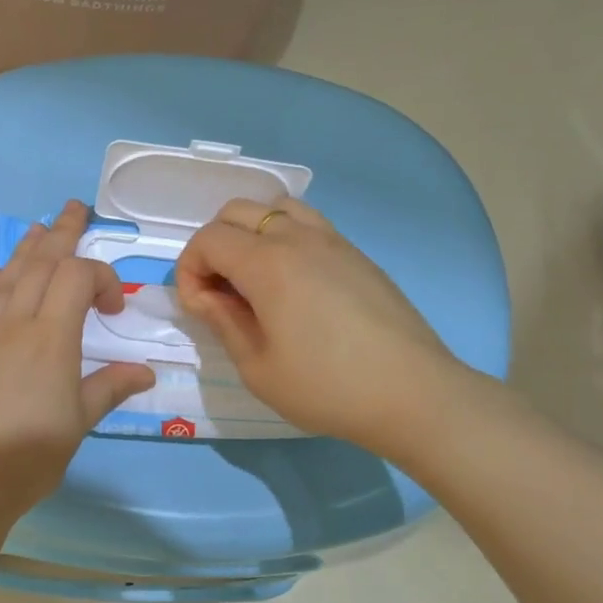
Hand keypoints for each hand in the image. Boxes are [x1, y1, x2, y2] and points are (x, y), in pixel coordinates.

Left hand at [0, 201, 155, 512]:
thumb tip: (145, 371)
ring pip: (8, 275)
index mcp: (51, 338)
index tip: (115, 307)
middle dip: (62, 233)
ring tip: (40, 228)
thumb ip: (109, 388)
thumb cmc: (29, 454)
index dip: (101, 278)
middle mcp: (15, 322)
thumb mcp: (78, 422)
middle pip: (41, 263)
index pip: (76, 277)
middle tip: (76, 208)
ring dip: (27, 248)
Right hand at [174, 196, 483, 457]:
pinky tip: (293, 285)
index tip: (200, 309)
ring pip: (275, 208)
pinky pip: (308, 224)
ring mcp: (333, 240)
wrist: (413, 394)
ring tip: (254, 279)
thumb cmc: (326, 387)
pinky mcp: (356, 254)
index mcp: (267, 263)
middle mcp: (298, 238)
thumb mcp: (257, 367)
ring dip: (250, 234)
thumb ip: (223, 322)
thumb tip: (206, 296)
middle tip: (220, 292)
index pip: (208, 240)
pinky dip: (284, 239)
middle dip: (213, 246)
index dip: (189, 271)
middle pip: (236, 212)